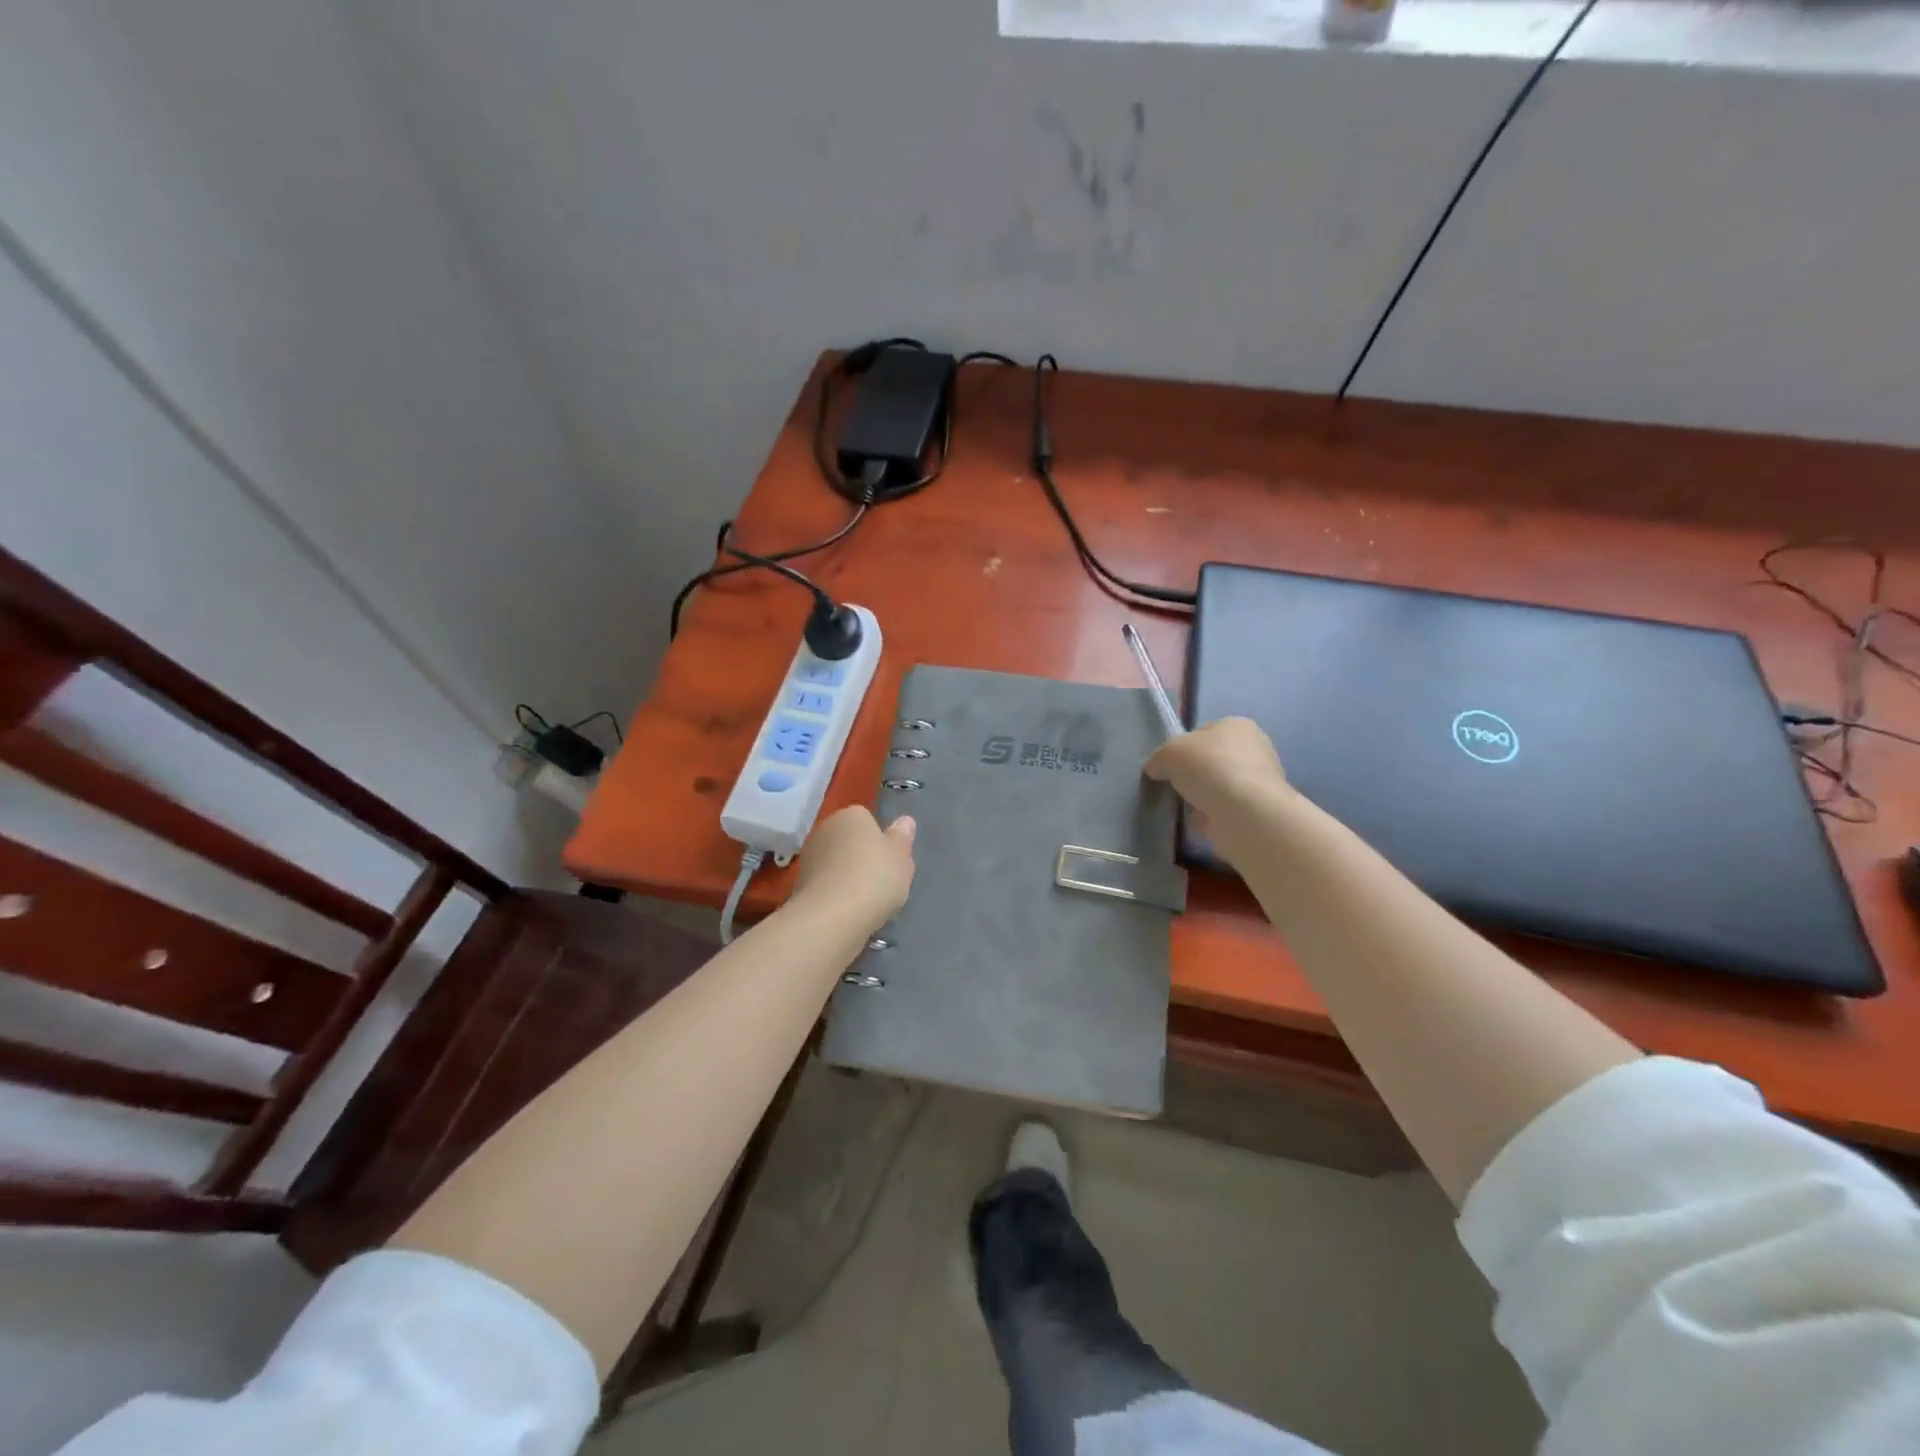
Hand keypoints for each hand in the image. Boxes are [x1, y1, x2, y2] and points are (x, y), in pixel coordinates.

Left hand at [791, 805, 916, 930]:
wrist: (831, 916)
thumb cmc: (874, 878)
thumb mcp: (902, 857)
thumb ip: (902, 838)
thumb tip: (904, 821)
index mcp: (852, 815)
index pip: (867, 819)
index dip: (880, 840)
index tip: (889, 860)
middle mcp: (826, 828)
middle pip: (849, 840)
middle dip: (861, 857)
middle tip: (880, 881)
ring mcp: (809, 856)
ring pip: (835, 863)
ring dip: (846, 877)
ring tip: (864, 901)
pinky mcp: (798, 884)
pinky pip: (825, 885)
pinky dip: (834, 894)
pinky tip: (847, 911)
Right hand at [1143, 718, 1290, 832]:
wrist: (1245, 813)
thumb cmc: (1210, 769)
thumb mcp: (1169, 753)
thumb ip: (1158, 758)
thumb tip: (1155, 769)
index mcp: (1237, 725)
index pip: (1202, 732)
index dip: (1181, 748)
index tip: (1168, 765)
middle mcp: (1254, 749)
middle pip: (1210, 760)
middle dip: (1192, 774)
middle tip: (1173, 787)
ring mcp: (1259, 781)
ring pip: (1217, 786)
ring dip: (1201, 797)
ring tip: (1183, 808)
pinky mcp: (1258, 810)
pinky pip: (1224, 810)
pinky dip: (1210, 816)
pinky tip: (1197, 823)